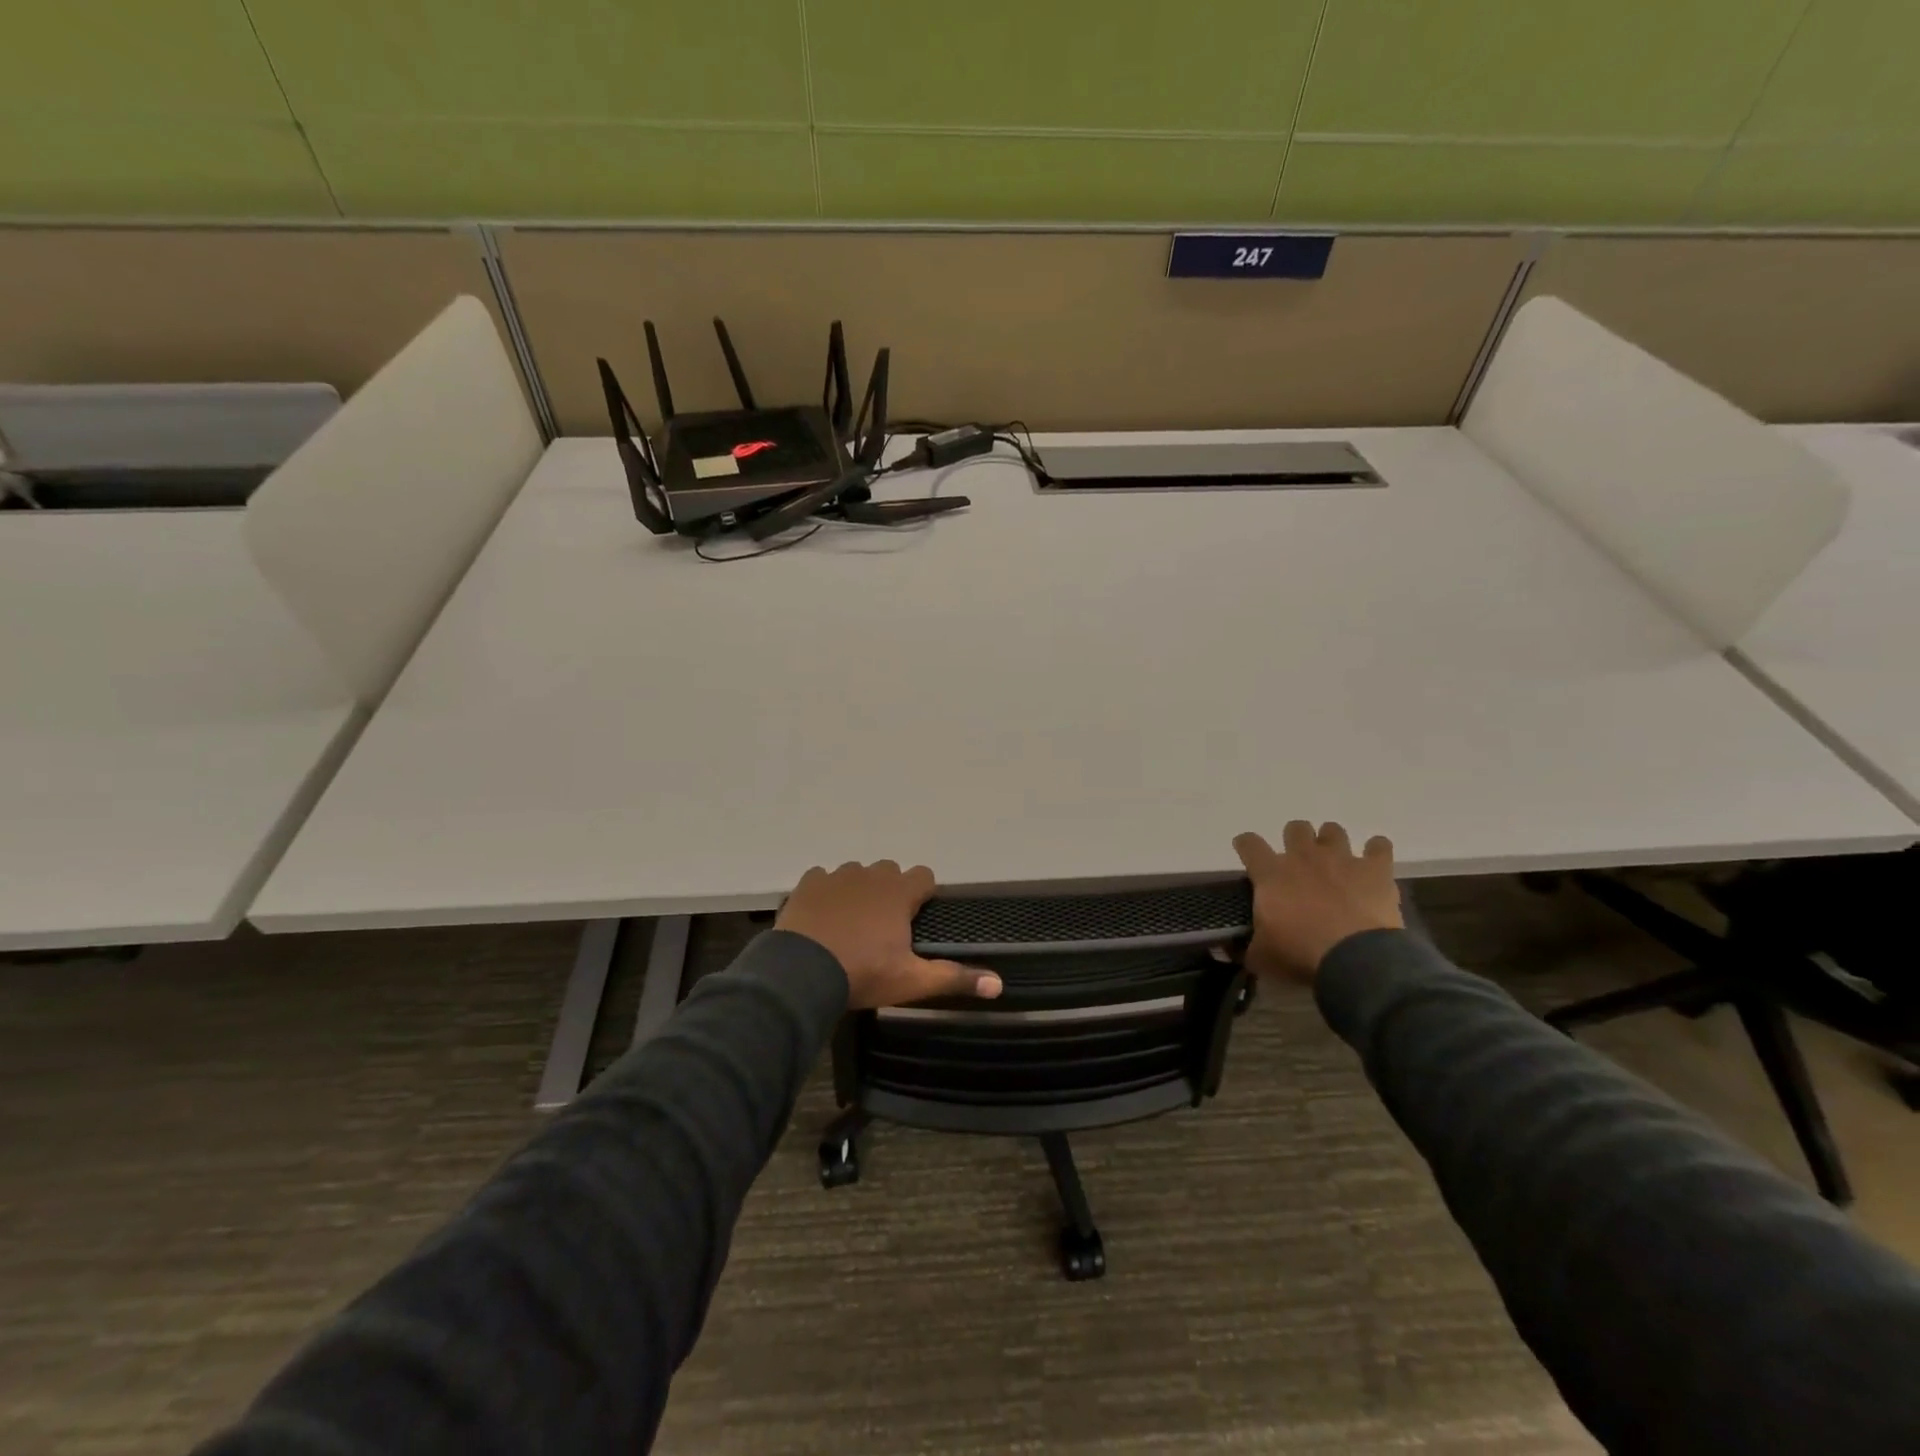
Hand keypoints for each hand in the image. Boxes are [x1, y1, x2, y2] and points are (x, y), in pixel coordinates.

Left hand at [776, 861, 1002, 1010]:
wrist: (802, 973)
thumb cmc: (863, 973)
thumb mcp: (912, 981)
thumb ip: (954, 978)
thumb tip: (998, 984)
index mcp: (899, 893)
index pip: (924, 876)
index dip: (923, 894)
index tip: (916, 918)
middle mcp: (871, 875)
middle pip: (890, 871)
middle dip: (890, 890)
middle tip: (884, 926)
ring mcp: (836, 876)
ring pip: (856, 873)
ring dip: (858, 890)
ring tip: (850, 923)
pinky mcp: (808, 883)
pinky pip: (822, 878)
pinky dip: (826, 893)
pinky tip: (822, 917)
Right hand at [1233, 822, 1402, 979]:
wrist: (1355, 959)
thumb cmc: (1300, 953)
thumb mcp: (1262, 956)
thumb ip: (1247, 947)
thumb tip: (1230, 951)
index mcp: (1271, 874)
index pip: (1249, 844)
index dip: (1246, 845)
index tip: (1247, 852)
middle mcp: (1304, 857)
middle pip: (1295, 828)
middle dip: (1295, 840)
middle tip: (1298, 863)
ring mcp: (1341, 859)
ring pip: (1333, 830)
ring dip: (1331, 842)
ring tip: (1334, 861)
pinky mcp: (1375, 870)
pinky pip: (1379, 846)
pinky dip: (1376, 851)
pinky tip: (1374, 861)